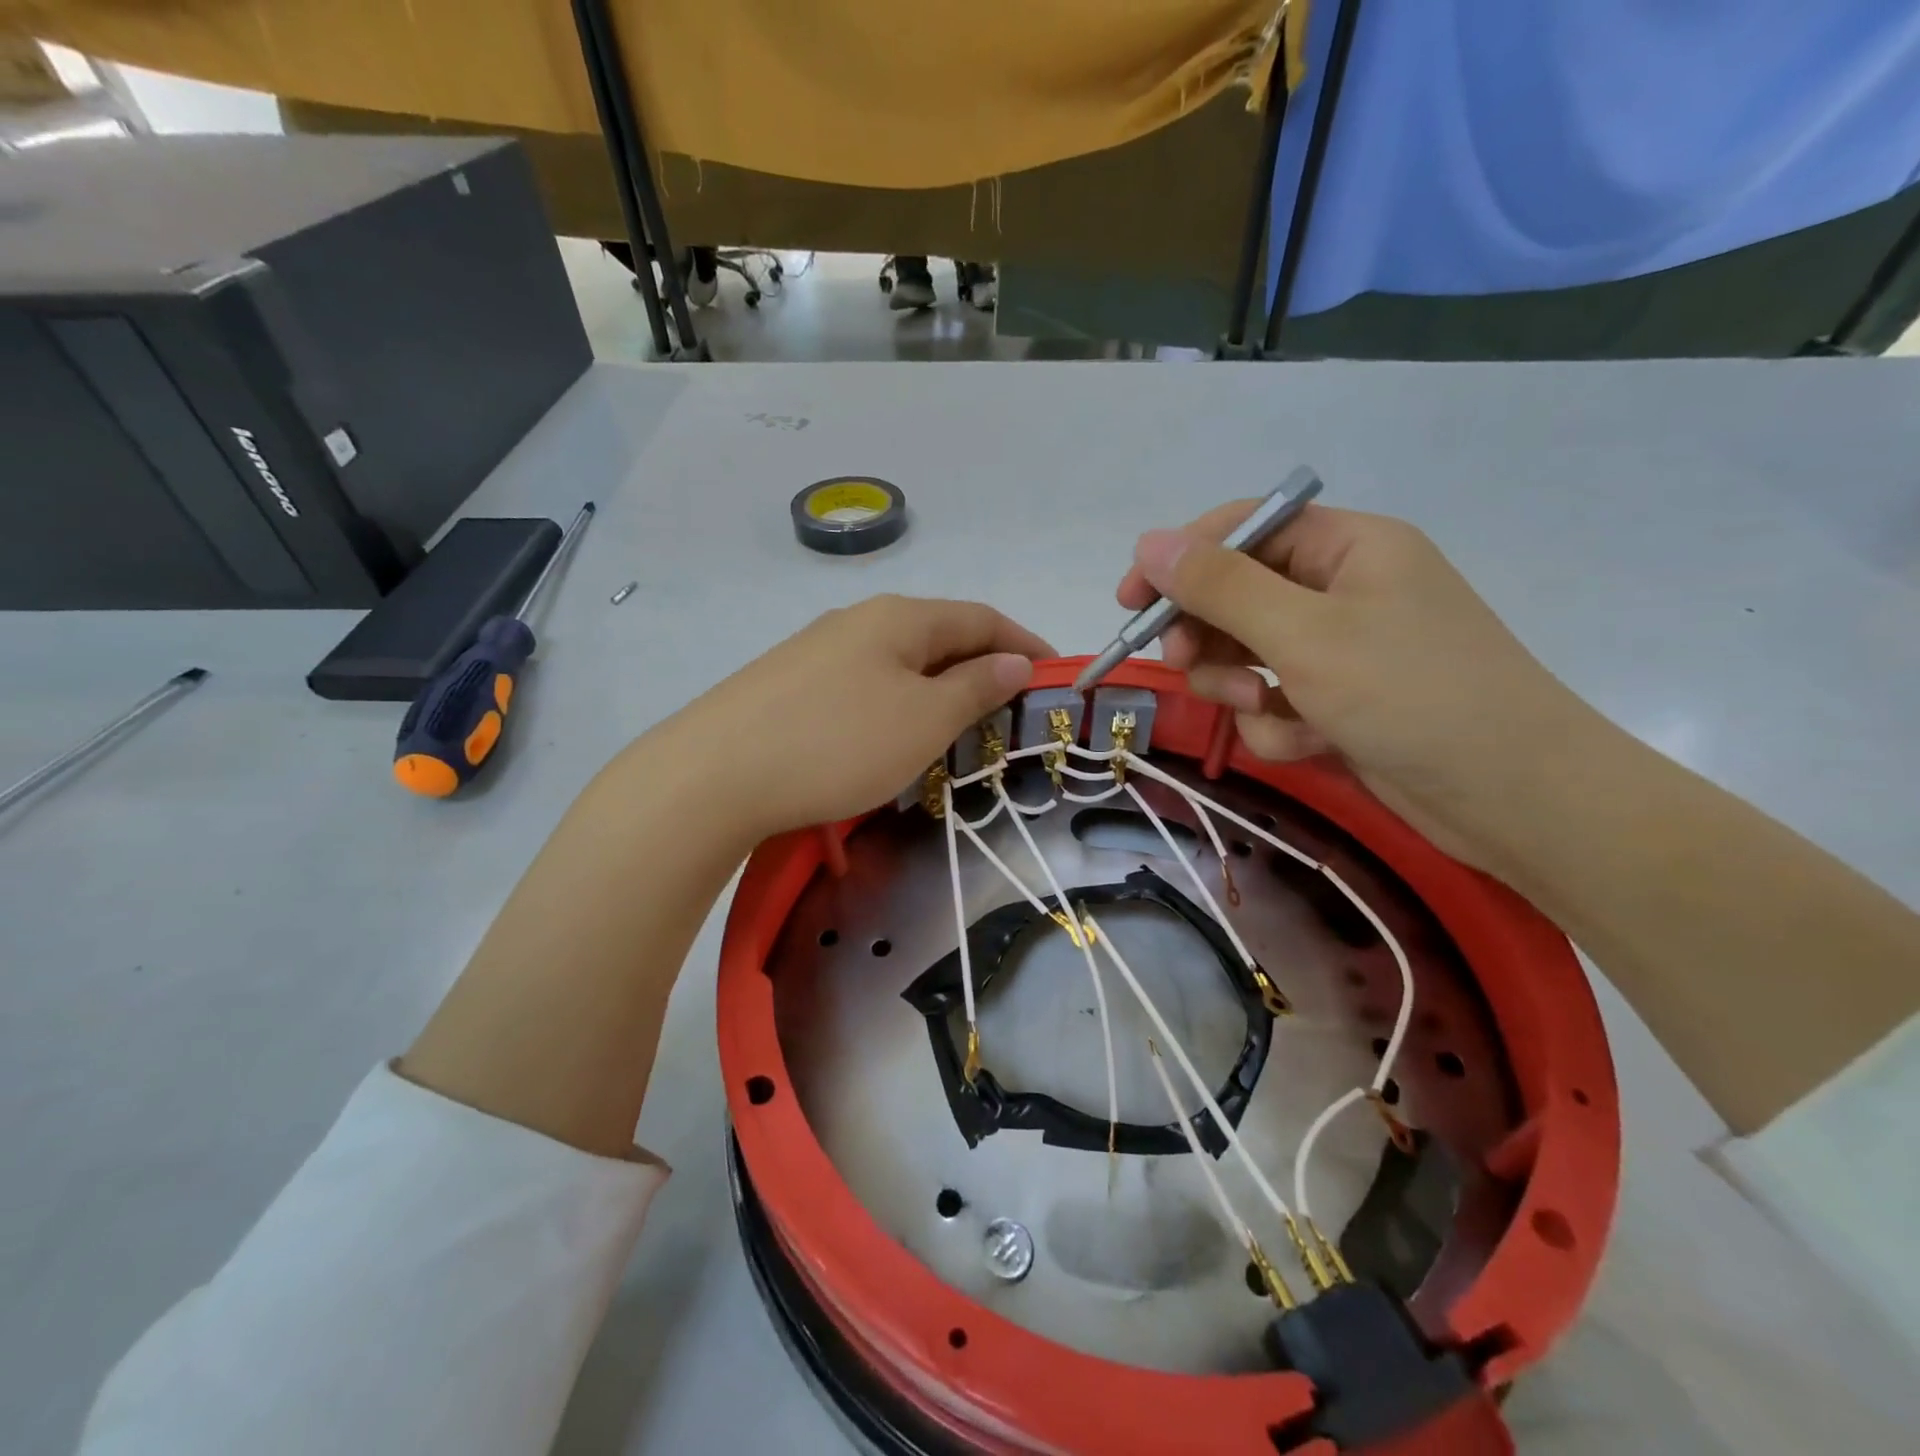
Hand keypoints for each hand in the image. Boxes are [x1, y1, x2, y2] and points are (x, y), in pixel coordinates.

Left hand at [660, 595, 1051, 838]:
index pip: (981, 617)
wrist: (713, 775)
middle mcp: (858, 621)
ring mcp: (817, 651)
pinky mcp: (789, 685)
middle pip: (939, 635)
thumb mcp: (922, 719)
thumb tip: (1013, 661)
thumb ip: (973, 687)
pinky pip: (864, 685)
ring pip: (899, 662)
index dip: (1024, 643)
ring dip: (939, 687)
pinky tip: (892, 735)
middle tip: (1012, 710)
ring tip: (960, 728)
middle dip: (983, 666)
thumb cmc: (837, 743)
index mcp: (899, 618)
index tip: (1055, 676)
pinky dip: (898, 704)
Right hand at [1118, 503, 1595, 864]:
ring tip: (1262, 709)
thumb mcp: (1305, 635)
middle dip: (1210, 635)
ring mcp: (1341, 649)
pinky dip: (1278, 724)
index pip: (1242, 529)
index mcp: (1347, 547)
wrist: (1516, 798)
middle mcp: (1342, 589)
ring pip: (1248, 655)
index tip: (1130, 603)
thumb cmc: (1413, 696)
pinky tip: (1309, 743)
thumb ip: (1221, 587)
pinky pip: (1275, 702)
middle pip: (1237, 595)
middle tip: (1189, 664)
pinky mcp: (1340, 702)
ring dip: (1241, 686)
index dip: (1180, 560)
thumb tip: (1147, 543)